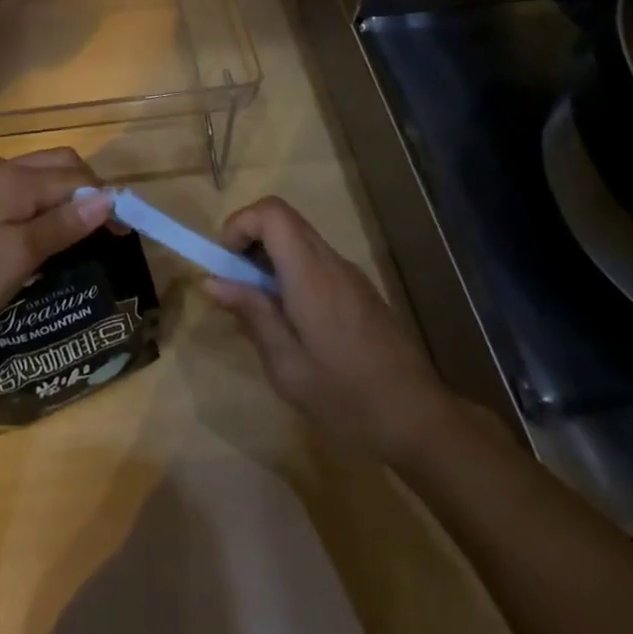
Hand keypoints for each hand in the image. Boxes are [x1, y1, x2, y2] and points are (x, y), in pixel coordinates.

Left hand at [0, 149, 114, 348]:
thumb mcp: (20, 256)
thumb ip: (64, 223)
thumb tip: (108, 198)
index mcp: (12, 177)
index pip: (74, 176)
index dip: (103, 200)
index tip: (123, 232)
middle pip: (55, 165)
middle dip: (83, 189)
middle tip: (100, 230)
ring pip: (32, 175)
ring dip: (58, 194)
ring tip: (72, 232)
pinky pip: (11, 189)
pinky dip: (33, 202)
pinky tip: (33, 231)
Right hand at [204, 196, 453, 461]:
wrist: (421, 420)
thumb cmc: (348, 399)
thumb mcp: (288, 367)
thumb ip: (252, 315)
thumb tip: (212, 280)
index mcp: (311, 275)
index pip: (271, 212)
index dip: (239, 224)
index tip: (225, 264)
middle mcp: (331, 262)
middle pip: (283, 219)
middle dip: (249, 240)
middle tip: (235, 285)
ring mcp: (349, 274)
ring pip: (299, 238)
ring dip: (269, 258)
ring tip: (260, 309)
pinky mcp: (359, 290)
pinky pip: (315, 261)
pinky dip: (290, 272)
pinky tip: (292, 322)